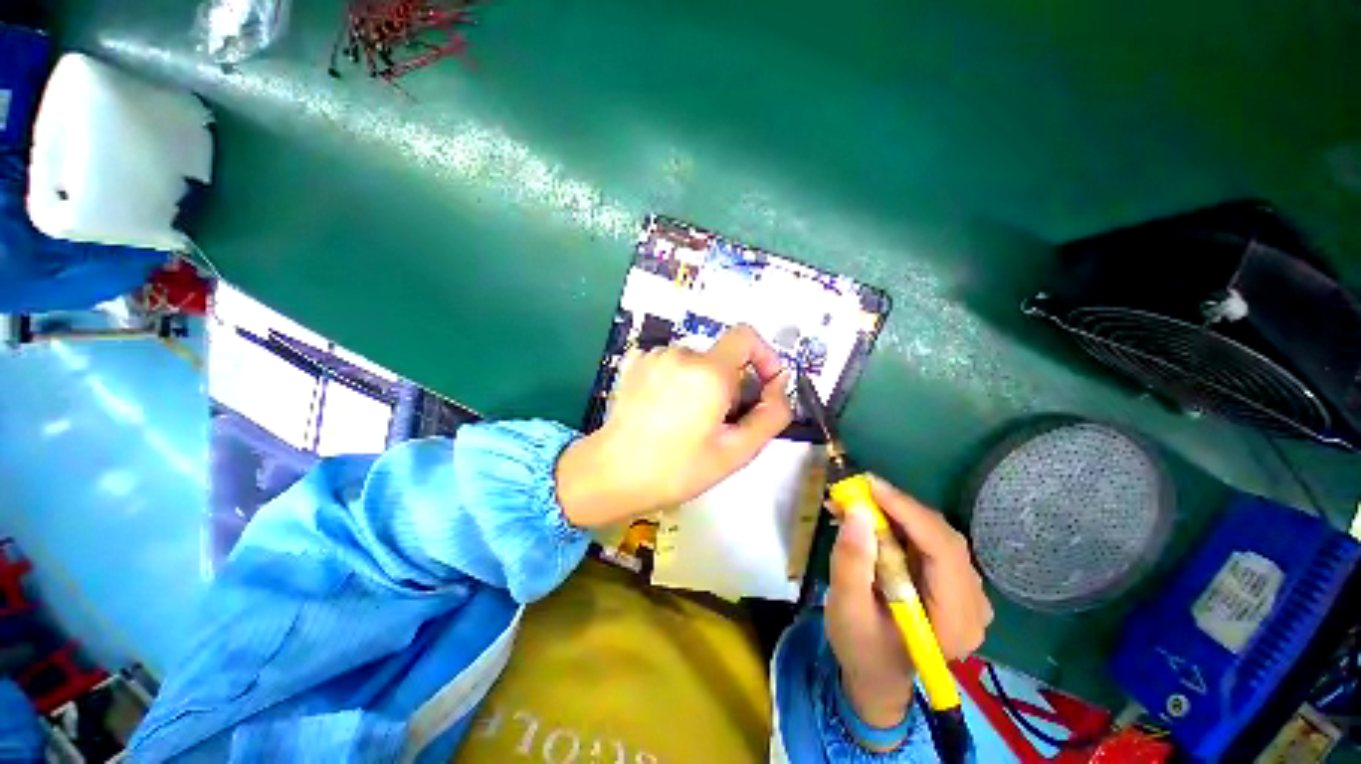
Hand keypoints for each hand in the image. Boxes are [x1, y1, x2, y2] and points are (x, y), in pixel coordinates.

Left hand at [555, 325, 792, 528]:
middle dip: (732, 385)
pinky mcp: (635, 362)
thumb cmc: (675, 469)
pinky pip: (672, 365)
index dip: (764, 356)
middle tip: (720, 424)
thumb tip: (780, 388)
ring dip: (704, 386)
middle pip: (722, 358)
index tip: (764, 386)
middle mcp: (680, 353)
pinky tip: (666, 411)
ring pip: (697, 363)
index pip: (746, 336)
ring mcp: (653, 356)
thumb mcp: (735, 452)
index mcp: (708, 372)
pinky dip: (679, 382)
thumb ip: (771, 416)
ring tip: (689, 422)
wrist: (610, 473)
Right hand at [826, 476, 992, 727]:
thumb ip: (852, 564)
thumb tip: (857, 514)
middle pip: (942, 538)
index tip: (871, 486)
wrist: (876, 675)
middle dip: (899, 508)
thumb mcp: (847, 610)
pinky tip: (870, 519)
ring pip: (934, 534)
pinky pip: (927, 540)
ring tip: (856, 502)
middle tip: (858, 490)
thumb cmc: (861, 650)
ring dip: (895, 513)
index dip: (909, 513)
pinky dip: (897, 524)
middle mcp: (973, 603)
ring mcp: (965, 592)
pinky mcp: (950, 582)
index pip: (944, 552)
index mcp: (956, 621)